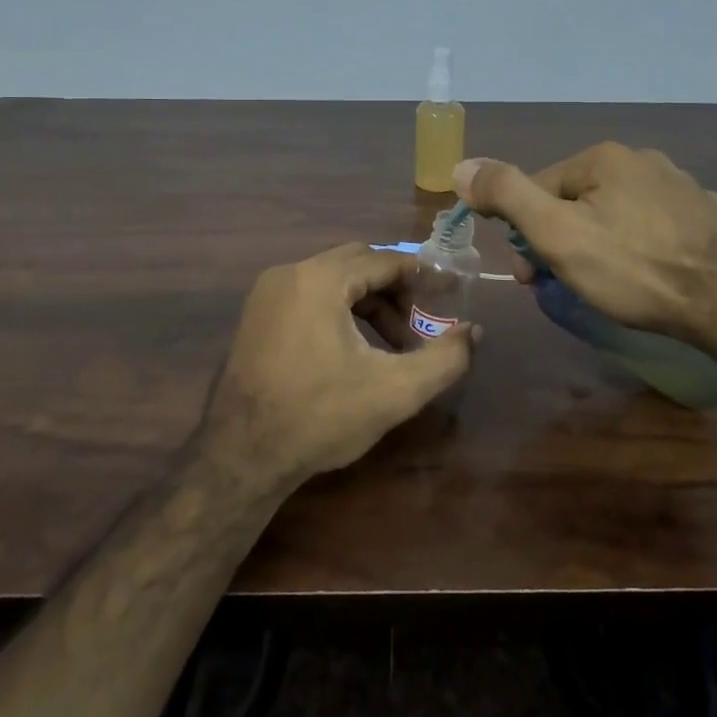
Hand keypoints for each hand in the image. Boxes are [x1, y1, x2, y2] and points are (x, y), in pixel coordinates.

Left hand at [199, 244, 477, 496]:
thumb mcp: (395, 391)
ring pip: (332, 279)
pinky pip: (308, 294)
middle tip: (417, 324)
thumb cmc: (320, 417)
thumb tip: (474, 332)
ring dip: (367, 302)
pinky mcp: (256, 315)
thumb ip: (444, 358)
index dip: (422, 275)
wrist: (241, 456)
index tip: (448, 294)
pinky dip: (338, 310)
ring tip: (390, 345)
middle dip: (394, 290)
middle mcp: (290, 273)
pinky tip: (353, 350)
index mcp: (320, 279)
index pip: (384, 260)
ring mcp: (267, 293)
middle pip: (358, 263)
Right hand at [454, 144, 716, 352]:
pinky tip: (647, 273)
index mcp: (604, 157)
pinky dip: (639, 244)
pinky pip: (654, 224)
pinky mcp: (706, 214)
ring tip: (604, 283)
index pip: (540, 187)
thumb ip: (507, 194)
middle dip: (560, 238)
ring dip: (597, 241)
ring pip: (616, 211)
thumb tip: (462, 166)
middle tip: (561, 283)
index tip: (528, 274)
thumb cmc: (632, 269)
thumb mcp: (556, 233)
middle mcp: (643, 159)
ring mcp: (681, 185)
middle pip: (577, 199)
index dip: (525, 232)